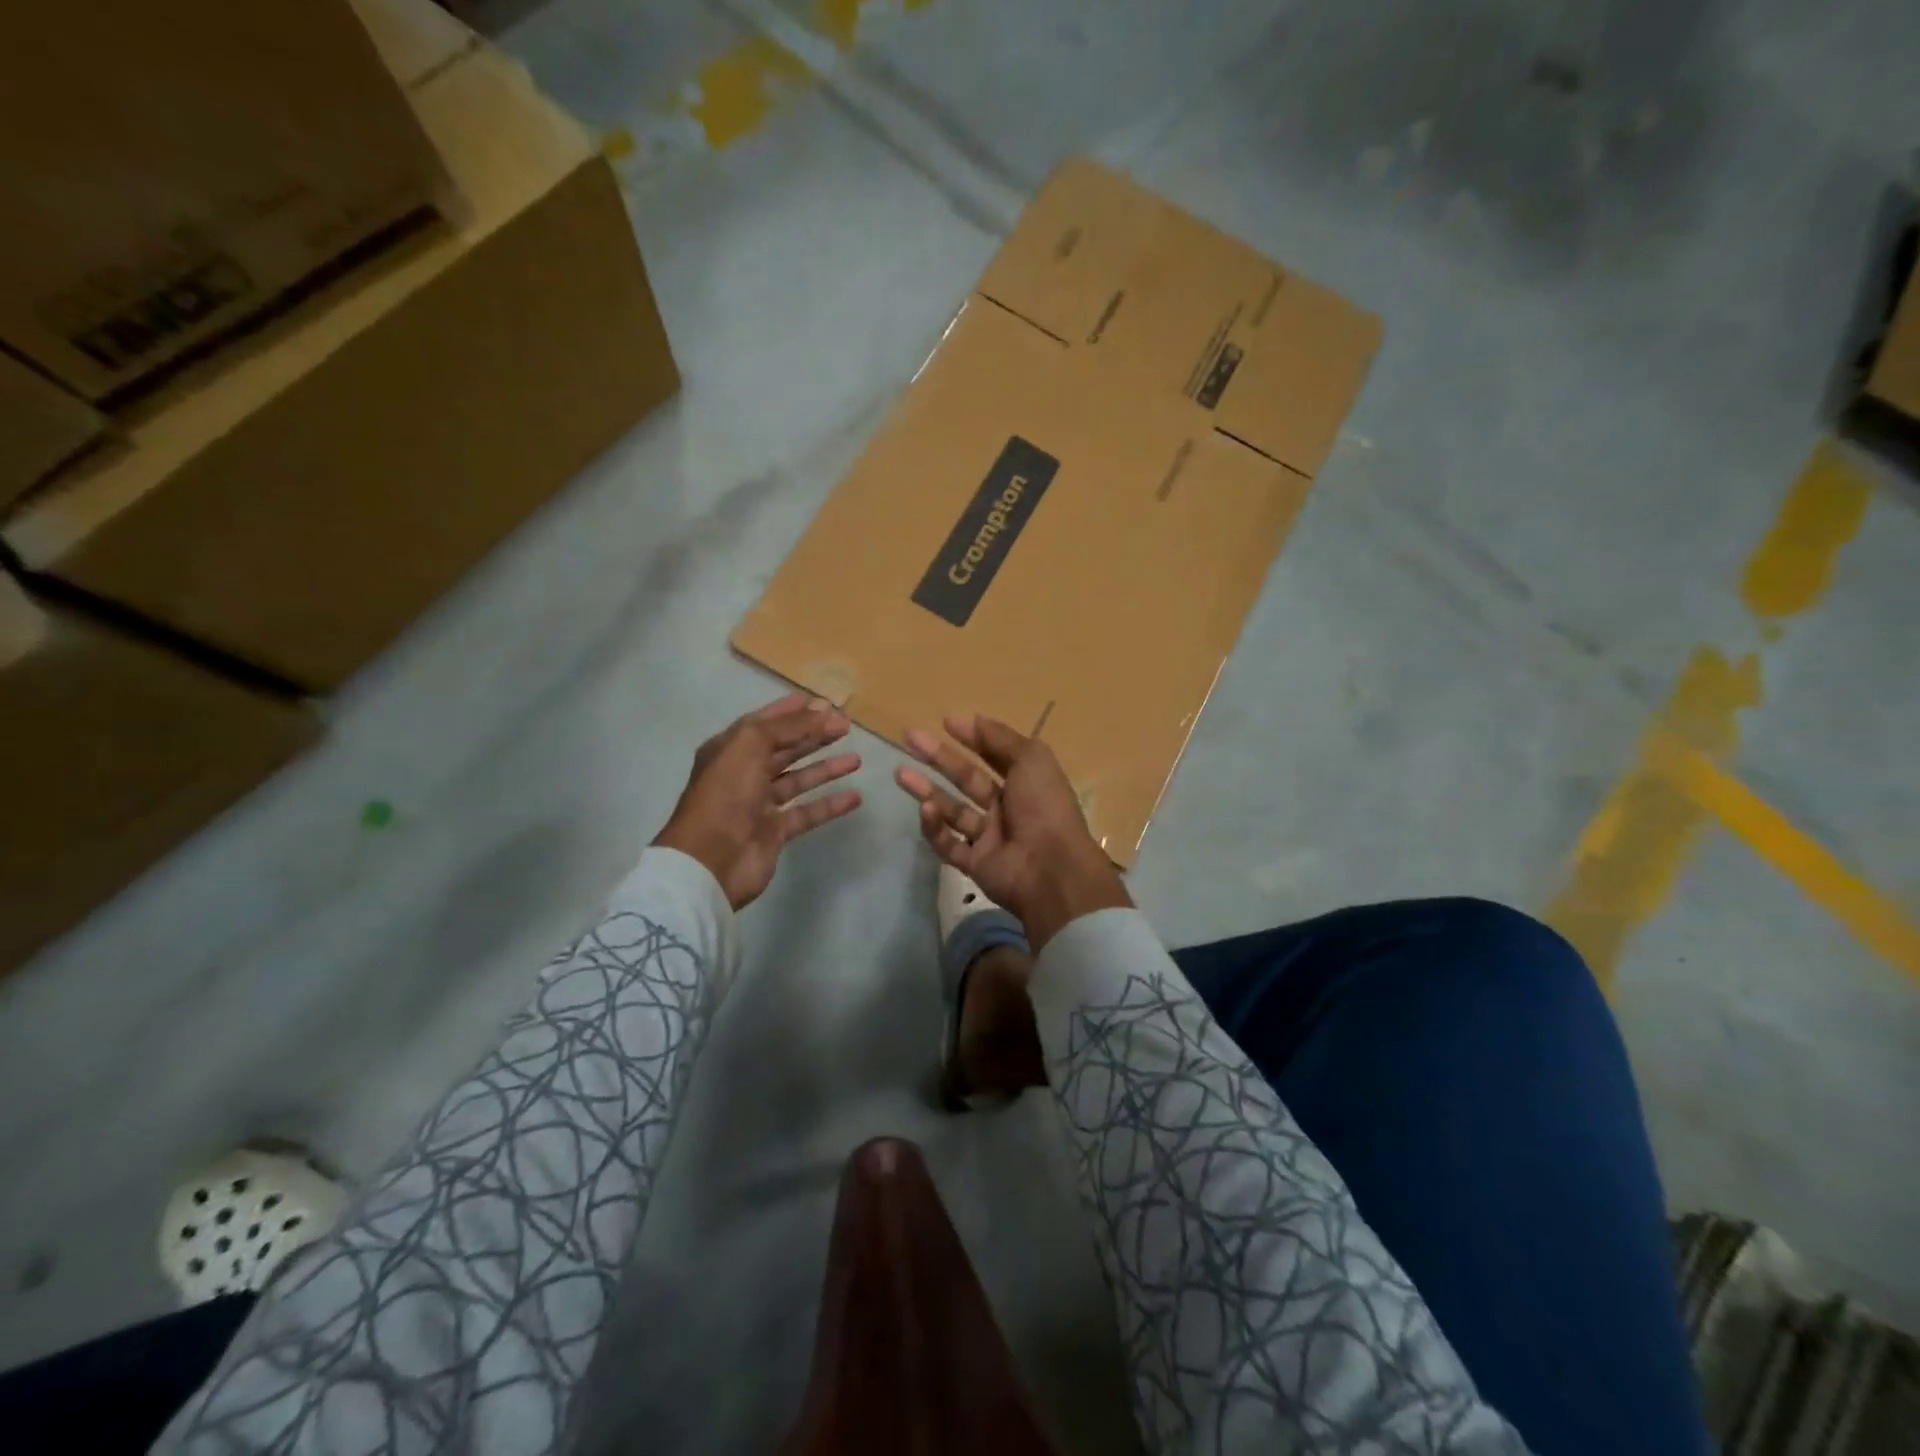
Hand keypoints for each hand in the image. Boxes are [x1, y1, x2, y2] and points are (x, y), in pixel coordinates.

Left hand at [655, 694, 862, 909]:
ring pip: (798, 780)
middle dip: (814, 735)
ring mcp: (760, 804)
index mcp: (731, 749)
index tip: (824, 702)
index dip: (793, 711)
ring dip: (826, 768)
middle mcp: (744, 773)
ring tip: (856, 759)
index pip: (766, 722)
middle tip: (847, 725)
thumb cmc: (727, 793)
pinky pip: (808, 813)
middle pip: (785, 748)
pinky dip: (830, 805)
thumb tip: (824, 711)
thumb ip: (789, 726)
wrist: (710, 860)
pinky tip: (855, 797)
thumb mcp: (751, 744)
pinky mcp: (775, 831)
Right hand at [895, 715, 1130, 950]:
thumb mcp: (1031, 759)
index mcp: (1026, 782)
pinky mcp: (975, 864)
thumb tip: (972, 718)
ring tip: (900, 773)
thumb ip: (1000, 738)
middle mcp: (1007, 807)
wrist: (1052, 869)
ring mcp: (990, 837)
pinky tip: (924, 809)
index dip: (972, 737)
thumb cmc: (1044, 806)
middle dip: (939, 758)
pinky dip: (935, 827)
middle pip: (967, 779)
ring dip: (926, 791)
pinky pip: (949, 843)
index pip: (994, 755)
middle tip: (910, 738)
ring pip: (952, 810)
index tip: (945, 722)